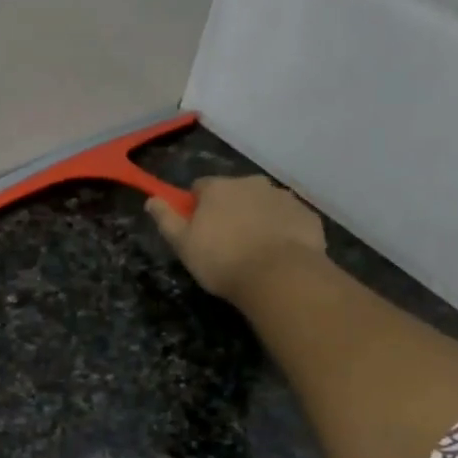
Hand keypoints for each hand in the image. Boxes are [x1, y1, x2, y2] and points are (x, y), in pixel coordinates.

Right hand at [146, 175, 328, 303]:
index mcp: (219, 188)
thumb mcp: (183, 244)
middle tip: (225, 242)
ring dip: (255, 219)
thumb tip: (152, 199)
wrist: (279, 275)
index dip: (196, 207)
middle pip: (234, 192)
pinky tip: (275, 254)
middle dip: (228, 210)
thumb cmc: (222, 260)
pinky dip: (280, 230)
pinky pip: (286, 219)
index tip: (196, 229)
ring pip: (262, 204)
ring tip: (252, 251)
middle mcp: (251, 183)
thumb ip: (166, 219)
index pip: (200, 187)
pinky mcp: (305, 214)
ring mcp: (282, 197)